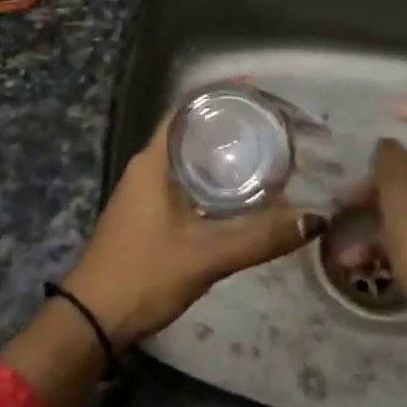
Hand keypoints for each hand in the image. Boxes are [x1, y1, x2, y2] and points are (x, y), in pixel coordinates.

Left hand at [63, 110, 325, 347]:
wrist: (93, 317)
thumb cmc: (144, 274)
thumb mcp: (206, 256)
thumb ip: (259, 238)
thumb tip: (313, 218)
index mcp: (154, 159)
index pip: (187, 107)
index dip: (220, 92)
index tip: (259, 89)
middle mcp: (149, 164)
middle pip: (191, 126)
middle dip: (229, 119)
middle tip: (273, 121)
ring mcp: (146, 188)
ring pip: (190, 153)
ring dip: (222, 147)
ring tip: (266, 147)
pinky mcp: (150, 211)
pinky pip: (187, 177)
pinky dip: (214, 173)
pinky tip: (241, 189)